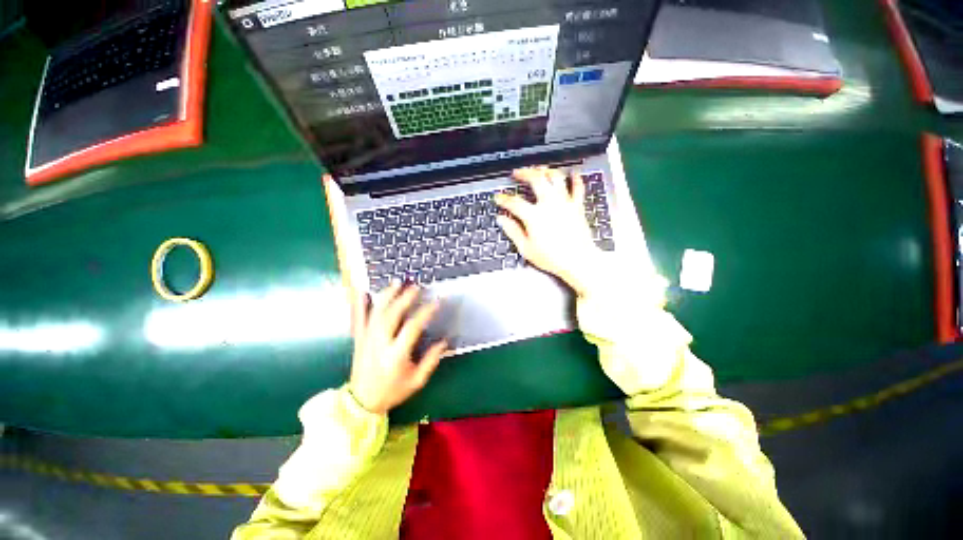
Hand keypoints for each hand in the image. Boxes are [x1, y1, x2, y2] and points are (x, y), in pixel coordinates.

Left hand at [348, 283, 447, 414]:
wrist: (361, 403)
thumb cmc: (392, 391)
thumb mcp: (416, 381)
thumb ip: (431, 360)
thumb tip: (444, 341)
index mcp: (396, 355)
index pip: (412, 327)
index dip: (425, 313)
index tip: (436, 302)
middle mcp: (379, 344)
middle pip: (391, 315)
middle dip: (404, 298)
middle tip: (416, 286)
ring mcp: (366, 340)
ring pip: (375, 313)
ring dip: (386, 296)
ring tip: (396, 283)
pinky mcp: (358, 340)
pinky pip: (358, 320)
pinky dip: (359, 305)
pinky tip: (363, 293)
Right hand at [495, 167, 606, 296]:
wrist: (578, 261)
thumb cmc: (552, 258)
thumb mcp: (526, 248)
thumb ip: (513, 231)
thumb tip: (502, 219)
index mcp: (534, 216)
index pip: (514, 202)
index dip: (503, 198)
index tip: (498, 197)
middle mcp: (549, 204)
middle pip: (535, 179)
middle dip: (524, 173)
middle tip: (517, 173)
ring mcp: (564, 203)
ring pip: (556, 178)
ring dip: (546, 170)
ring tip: (539, 169)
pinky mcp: (577, 206)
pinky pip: (578, 187)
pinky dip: (575, 179)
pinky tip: (572, 174)